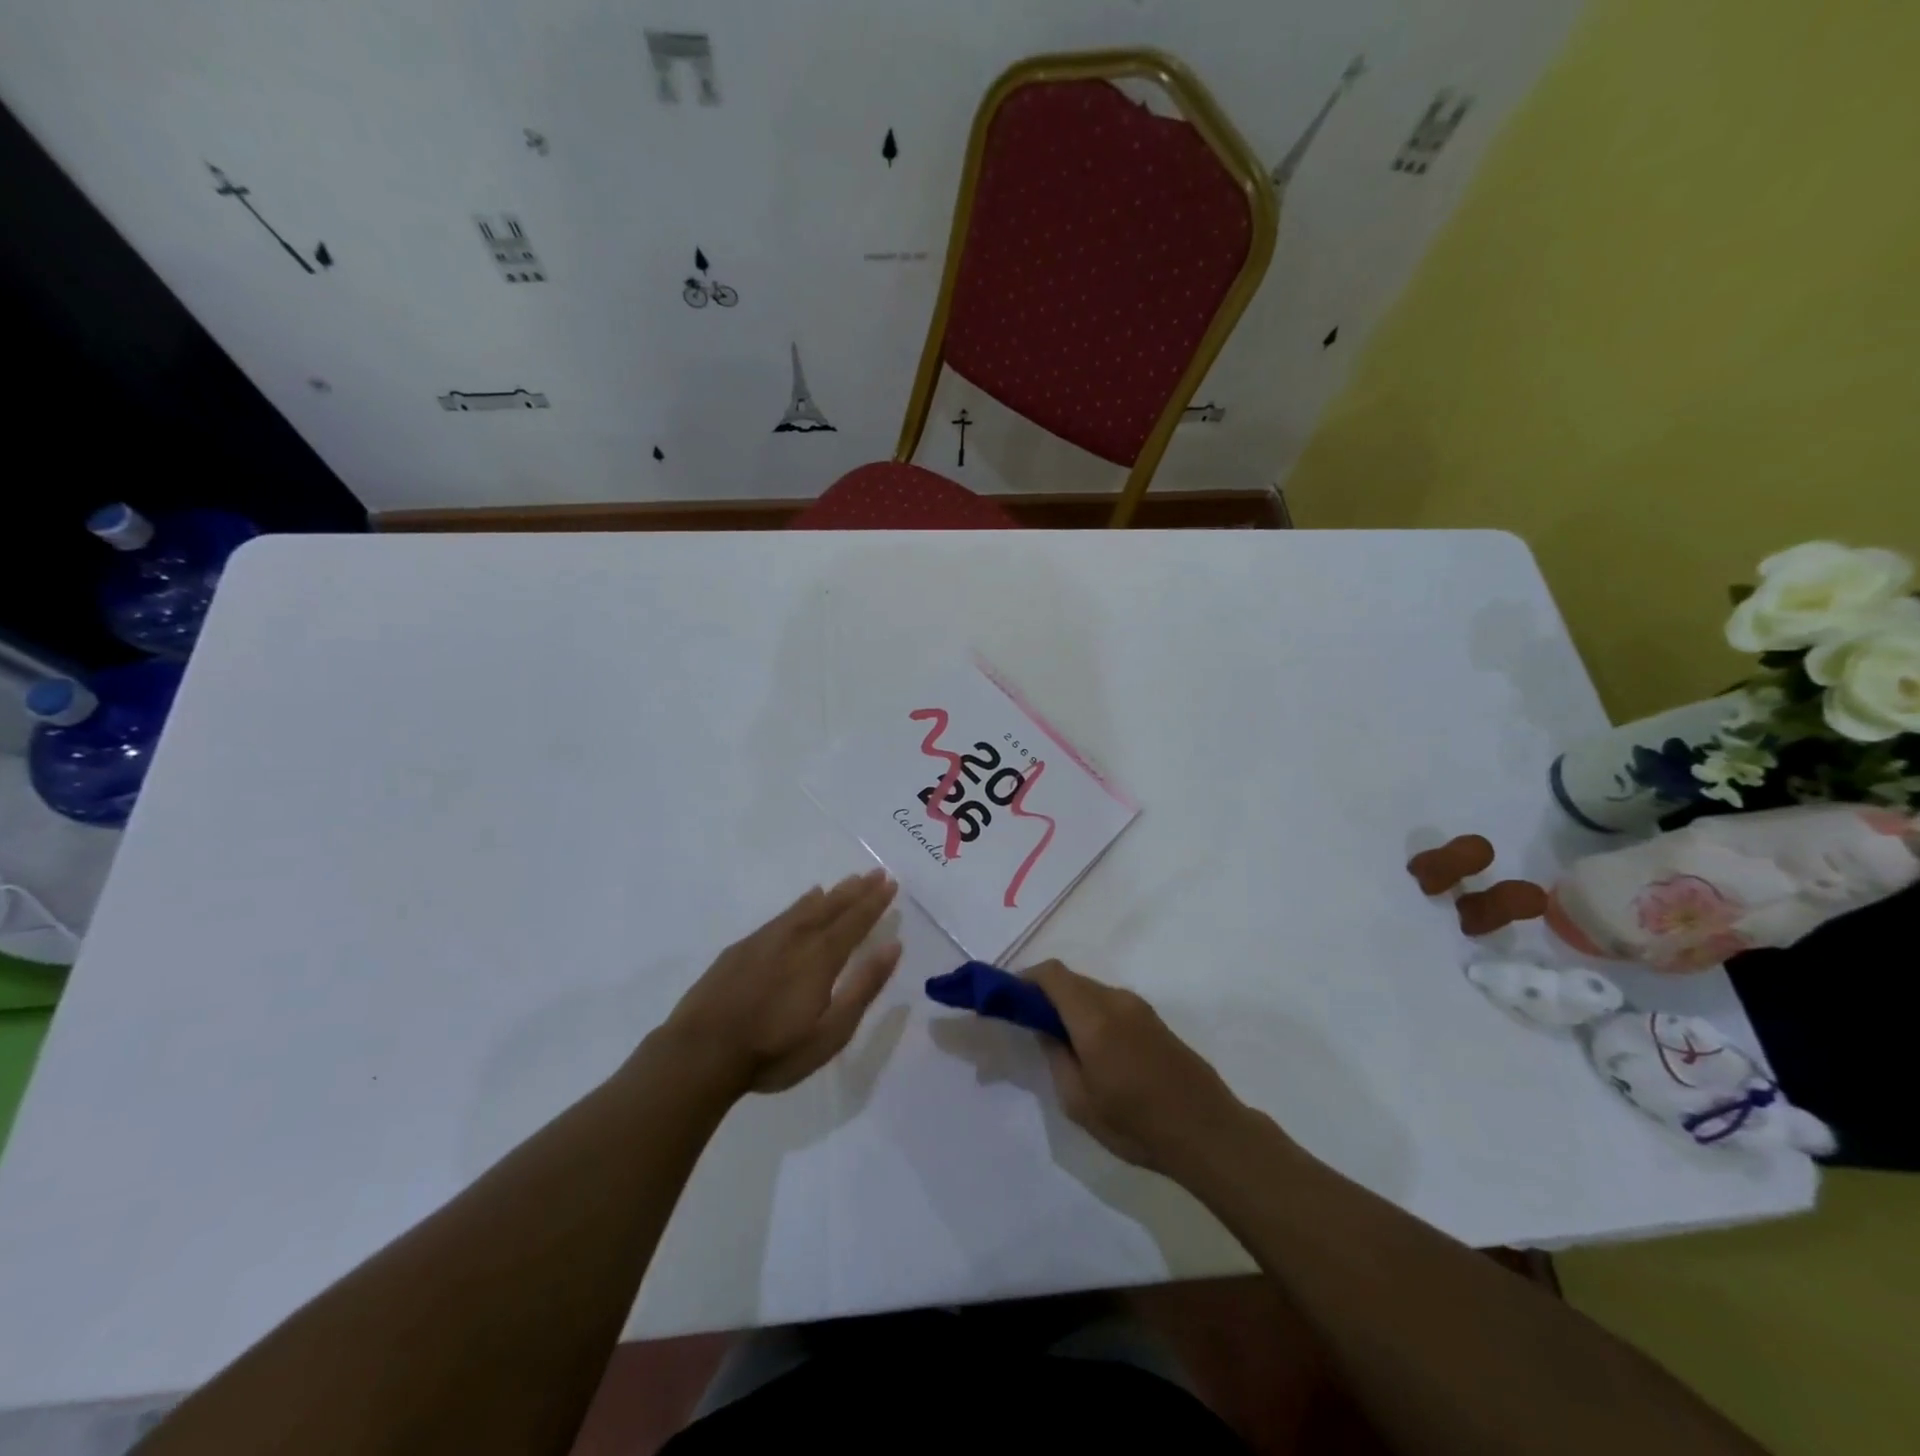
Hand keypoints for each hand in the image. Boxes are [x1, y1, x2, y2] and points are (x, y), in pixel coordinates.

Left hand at [662, 869, 900, 1096]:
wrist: (700, 1053)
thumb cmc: (773, 1050)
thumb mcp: (831, 1031)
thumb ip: (864, 986)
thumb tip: (893, 945)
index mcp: (821, 957)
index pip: (855, 921)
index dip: (875, 902)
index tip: (891, 883)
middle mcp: (796, 938)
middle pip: (832, 907)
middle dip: (857, 890)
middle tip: (876, 873)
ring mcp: (765, 940)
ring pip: (806, 907)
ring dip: (832, 893)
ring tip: (848, 881)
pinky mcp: (742, 949)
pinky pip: (783, 915)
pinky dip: (800, 904)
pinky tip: (804, 902)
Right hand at [1026, 960, 1254, 1174]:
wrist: (1208, 1132)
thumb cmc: (1137, 1124)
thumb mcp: (1079, 1102)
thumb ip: (1056, 1057)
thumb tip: (1045, 1029)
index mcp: (1094, 1017)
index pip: (1052, 974)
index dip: (1024, 979)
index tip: (1006, 998)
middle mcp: (1116, 1000)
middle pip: (1070, 980)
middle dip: (1044, 993)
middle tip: (1028, 1023)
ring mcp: (1138, 1008)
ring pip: (1091, 991)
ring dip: (1069, 1004)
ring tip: (1060, 1041)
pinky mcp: (1154, 1020)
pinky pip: (1110, 1003)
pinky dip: (1090, 1013)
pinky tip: (1091, 1048)